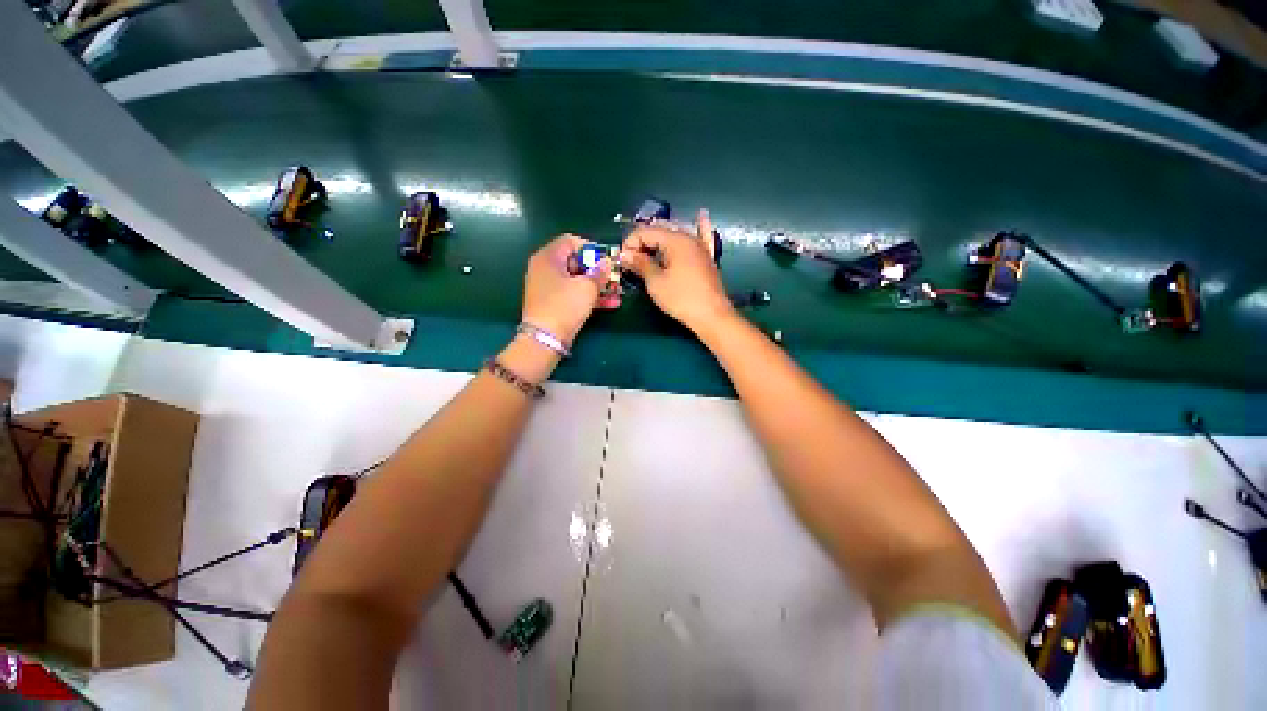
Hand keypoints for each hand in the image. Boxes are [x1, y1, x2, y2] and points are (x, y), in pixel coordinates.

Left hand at [521, 234, 616, 344]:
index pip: (570, 241)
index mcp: (548, 257)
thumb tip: (607, 263)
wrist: (545, 339)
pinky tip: (611, 303)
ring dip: (598, 285)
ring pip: (577, 280)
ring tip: (618, 292)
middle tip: (615, 277)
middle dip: (598, 270)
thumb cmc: (565, 306)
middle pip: (575, 261)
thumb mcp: (587, 287)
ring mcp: (548, 287)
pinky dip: (590, 296)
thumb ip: (600, 272)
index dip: (591, 248)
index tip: (607, 259)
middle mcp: (545, 268)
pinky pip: (574, 294)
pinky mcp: (554, 303)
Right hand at [620, 209, 732, 330]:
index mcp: (675, 240)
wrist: (711, 315)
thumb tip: (625, 255)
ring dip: (660, 239)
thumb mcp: (656, 282)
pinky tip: (701, 215)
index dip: (630, 243)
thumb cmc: (681, 299)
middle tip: (632, 261)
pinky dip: (700, 226)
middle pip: (660, 231)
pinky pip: (703, 236)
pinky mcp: (707, 257)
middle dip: (642, 242)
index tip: (623, 260)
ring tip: (647, 252)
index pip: (645, 232)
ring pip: (676, 234)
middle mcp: (688, 237)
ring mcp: (700, 246)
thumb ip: (640, 264)